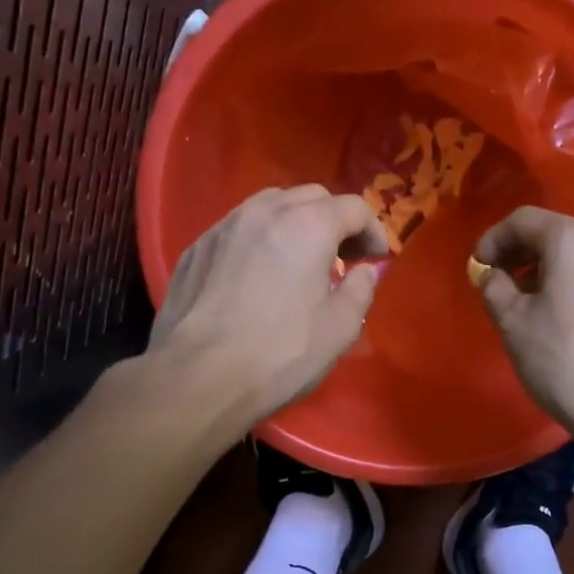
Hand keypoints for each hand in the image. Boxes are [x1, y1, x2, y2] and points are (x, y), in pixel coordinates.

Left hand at [149, 185, 387, 423]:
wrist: (197, 377)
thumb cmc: (279, 353)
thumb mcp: (340, 329)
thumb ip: (361, 290)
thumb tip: (364, 271)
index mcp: (308, 226)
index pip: (354, 207)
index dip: (373, 230)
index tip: (377, 258)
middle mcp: (265, 212)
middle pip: (312, 197)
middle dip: (335, 220)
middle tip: (343, 257)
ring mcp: (225, 226)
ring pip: (271, 205)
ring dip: (295, 223)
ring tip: (300, 259)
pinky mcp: (197, 247)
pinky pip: (238, 228)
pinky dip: (260, 238)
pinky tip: (258, 273)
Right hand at [473, 207, 573, 443]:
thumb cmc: (568, 362)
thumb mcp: (514, 324)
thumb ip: (494, 288)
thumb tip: (493, 275)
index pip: (523, 220)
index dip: (493, 240)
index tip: (477, 268)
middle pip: (555, 235)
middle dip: (520, 256)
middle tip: (497, 286)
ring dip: (547, 272)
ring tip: (528, 307)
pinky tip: (562, 320)